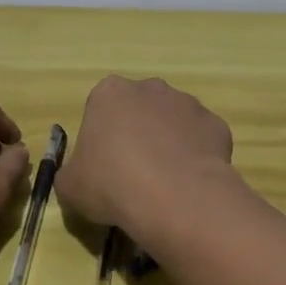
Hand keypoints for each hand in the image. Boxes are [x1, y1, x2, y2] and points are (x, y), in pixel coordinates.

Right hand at [56, 76, 234, 238]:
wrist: (174, 196)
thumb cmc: (112, 184)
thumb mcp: (70, 187)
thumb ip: (71, 174)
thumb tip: (78, 177)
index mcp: (109, 93)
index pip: (101, 109)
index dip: (102, 139)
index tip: (104, 167)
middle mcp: (150, 88)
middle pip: (139, 110)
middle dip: (138, 134)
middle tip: (134, 174)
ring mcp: (187, 103)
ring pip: (173, 122)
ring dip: (168, 144)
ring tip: (165, 183)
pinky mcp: (216, 124)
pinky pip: (201, 140)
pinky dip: (196, 157)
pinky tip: (189, 184)